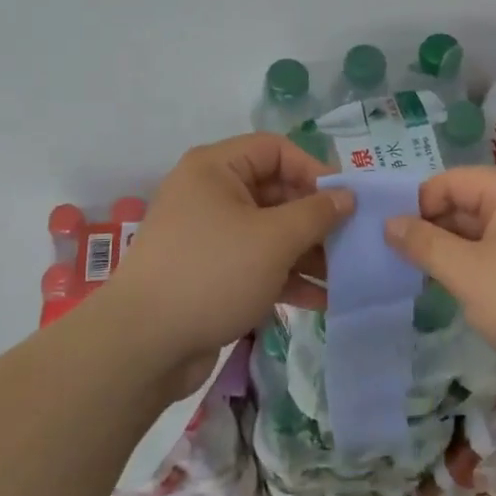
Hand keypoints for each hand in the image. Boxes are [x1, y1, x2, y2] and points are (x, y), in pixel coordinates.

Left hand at [107, 133, 351, 394]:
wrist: (143, 345)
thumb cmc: (213, 273)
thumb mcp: (274, 240)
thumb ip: (317, 214)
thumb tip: (348, 196)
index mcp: (216, 169)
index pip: (276, 150)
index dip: (314, 170)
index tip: (347, 201)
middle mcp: (210, 193)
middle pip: (275, 191)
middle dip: (315, 218)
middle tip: (352, 240)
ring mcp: (209, 235)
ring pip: (269, 231)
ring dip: (307, 251)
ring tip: (345, 274)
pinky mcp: (210, 272)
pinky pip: (256, 262)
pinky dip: (285, 275)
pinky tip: (320, 299)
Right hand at [384, 168, 495, 405]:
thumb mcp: (468, 273)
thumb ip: (424, 244)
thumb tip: (388, 223)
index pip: (451, 181)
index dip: (417, 205)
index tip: (388, 238)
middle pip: (467, 204)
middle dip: (433, 230)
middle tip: (395, 261)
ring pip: (483, 234)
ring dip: (453, 254)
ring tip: (418, 279)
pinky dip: (477, 270)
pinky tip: (456, 294)